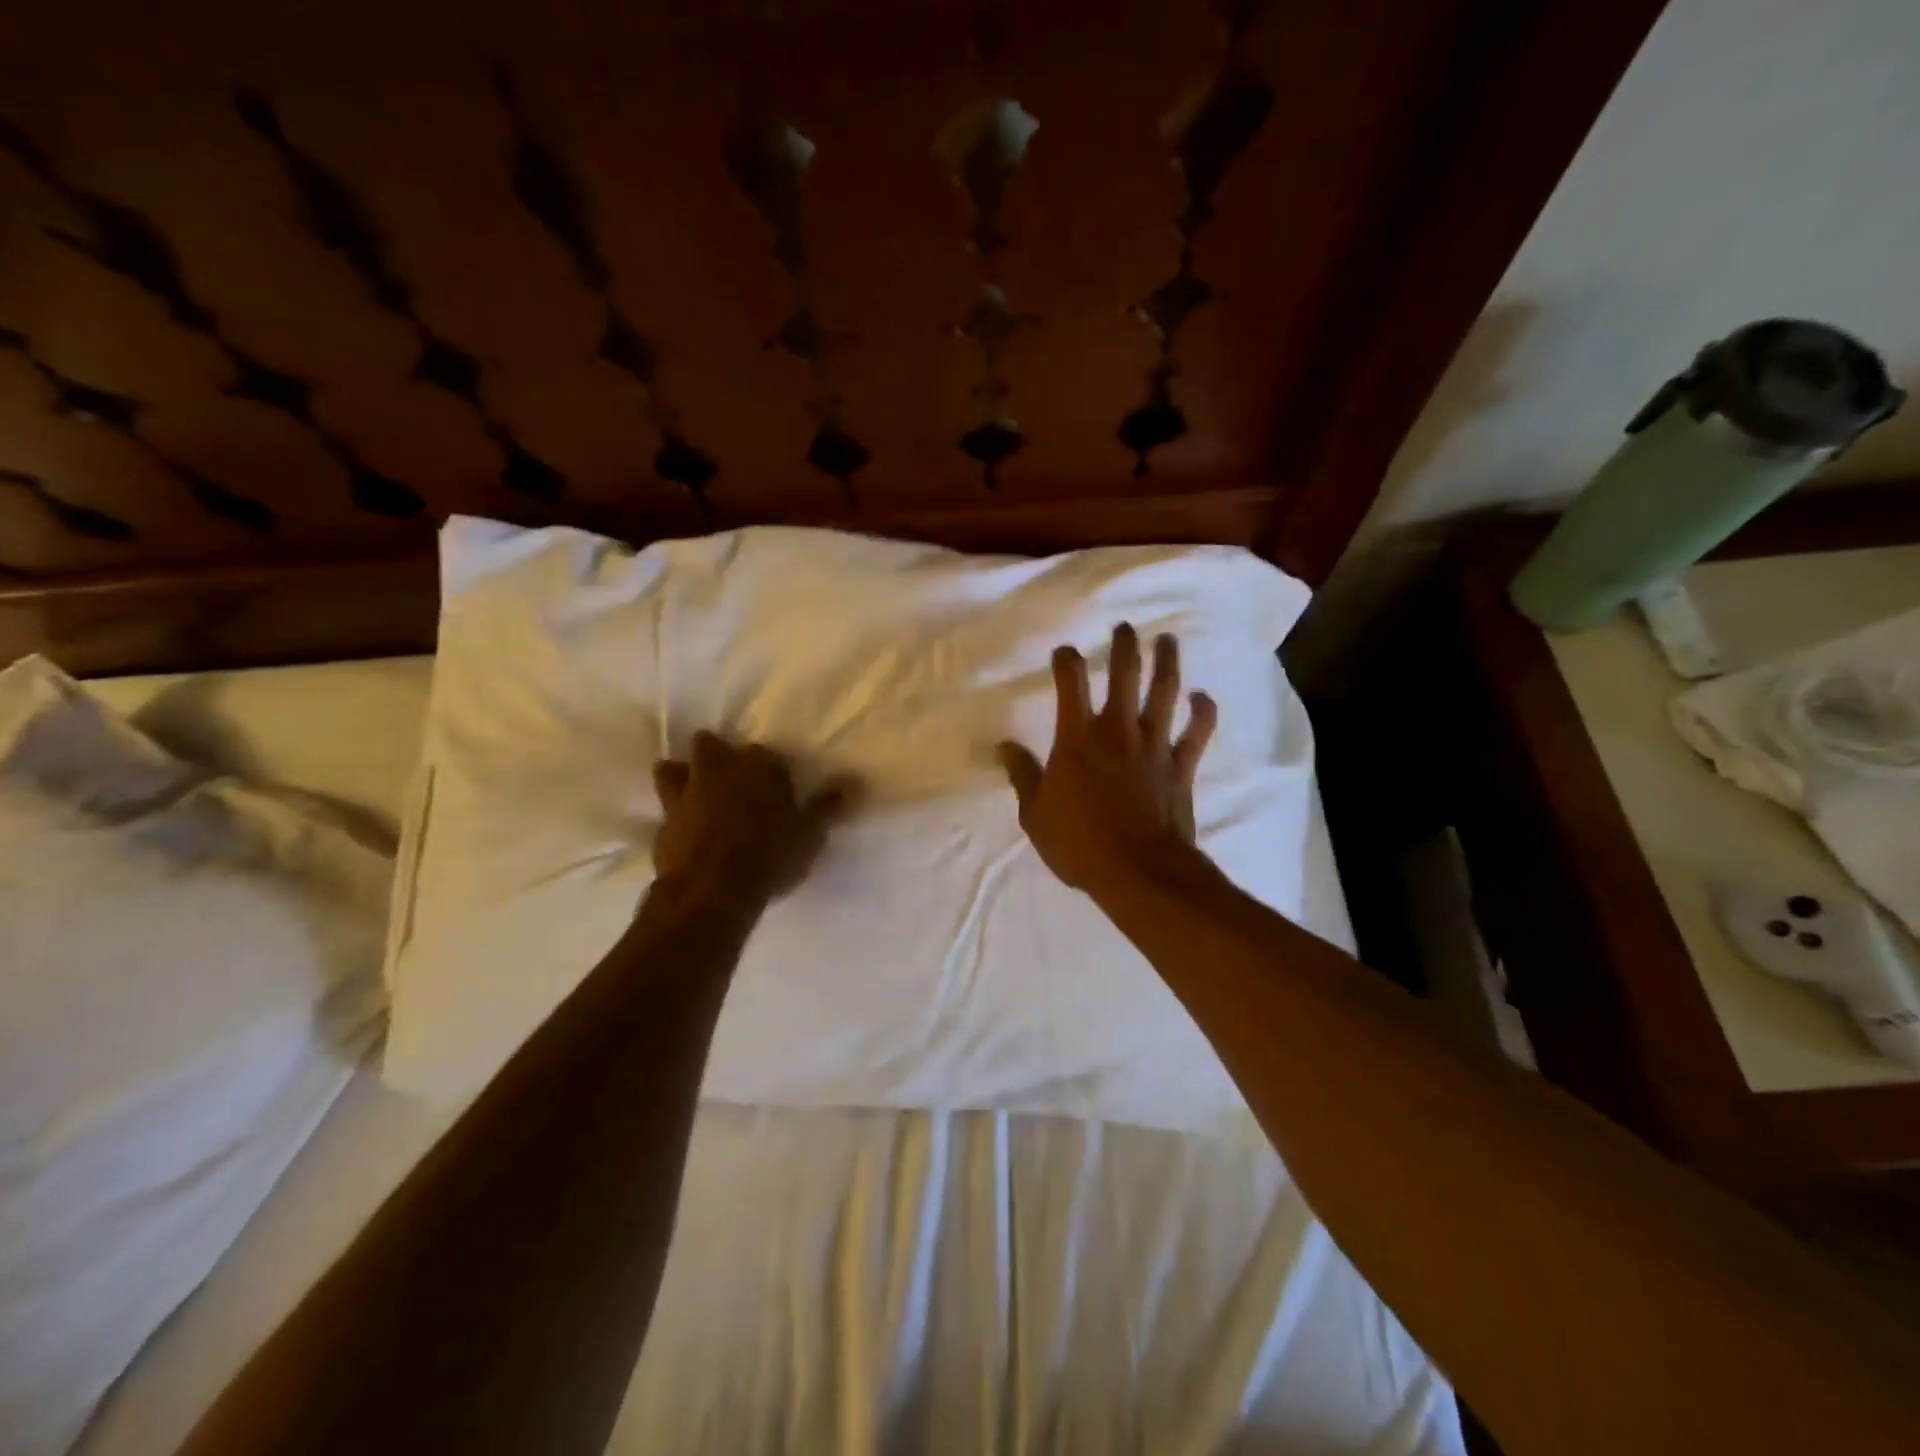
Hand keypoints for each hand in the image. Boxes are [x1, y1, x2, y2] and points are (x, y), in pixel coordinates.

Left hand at [652, 733, 852, 906]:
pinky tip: (683, 830)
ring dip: (681, 774)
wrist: (712, 889)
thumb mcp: (809, 833)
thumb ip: (826, 806)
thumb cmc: (769, 855)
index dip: (768, 769)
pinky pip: (665, 809)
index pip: (763, 754)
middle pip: (708, 745)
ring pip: (672, 768)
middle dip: (716, 754)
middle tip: (729, 777)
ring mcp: (683, 795)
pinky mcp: (662, 824)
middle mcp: (715, 771)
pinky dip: (673, 815)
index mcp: (755, 767)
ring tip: (694, 791)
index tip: (776, 786)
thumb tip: (850, 783)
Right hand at [998, 622, 1216, 898]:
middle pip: (1124, 675)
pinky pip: (1196, 732)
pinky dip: (1202, 712)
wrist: (1138, 871)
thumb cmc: (1079, 842)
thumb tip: (1004, 746)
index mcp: (1077, 737)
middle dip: (1124, 646)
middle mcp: (1117, 730)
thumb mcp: (1035, 814)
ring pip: (1164, 693)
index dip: (1067, 660)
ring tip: (1168, 641)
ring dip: (1167, 663)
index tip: (1065, 652)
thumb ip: (1022, 775)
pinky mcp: (1180, 766)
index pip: (1071, 682)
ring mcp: (1154, 746)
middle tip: (1126, 627)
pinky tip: (1202, 696)